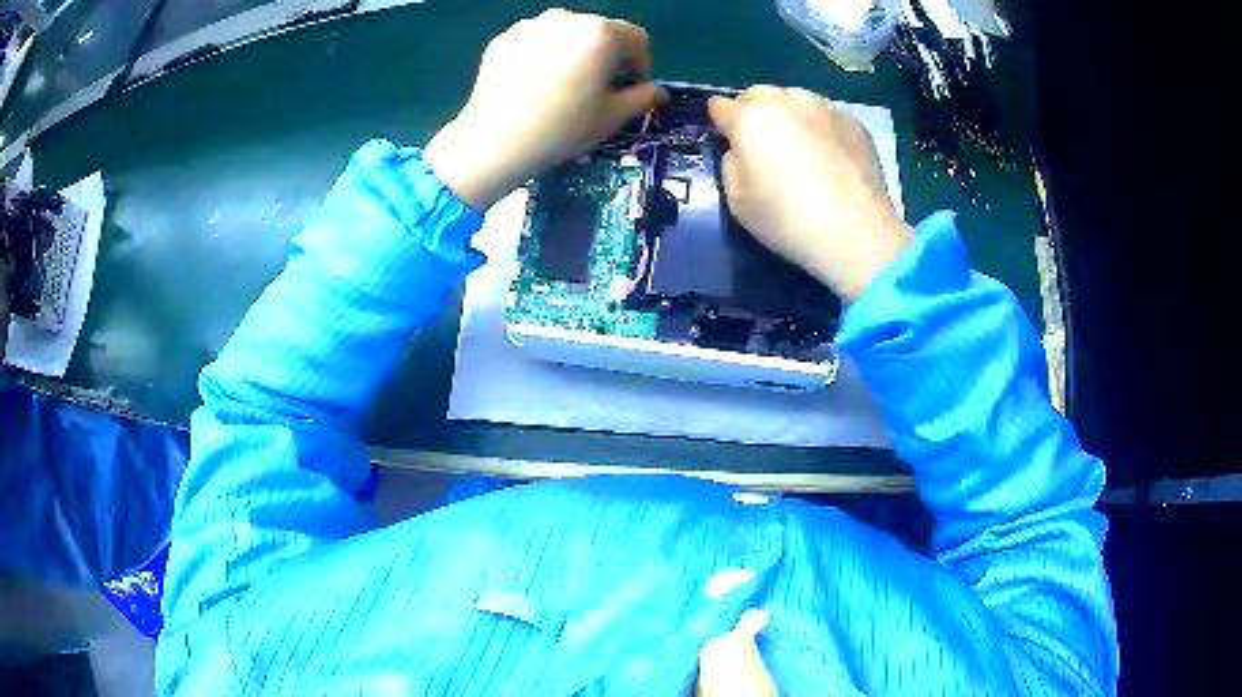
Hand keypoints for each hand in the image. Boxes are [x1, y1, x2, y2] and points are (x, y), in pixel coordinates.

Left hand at [424, 9, 661, 209]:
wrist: (493, 142)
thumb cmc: (562, 128)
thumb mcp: (612, 117)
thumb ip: (643, 98)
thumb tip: (657, 92)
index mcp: (600, 32)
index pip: (637, 38)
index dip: (641, 65)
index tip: (630, 90)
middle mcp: (566, 18)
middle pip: (601, 31)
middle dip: (607, 56)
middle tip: (597, 90)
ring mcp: (530, 25)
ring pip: (566, 34)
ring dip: (574, 53)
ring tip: (563, 87)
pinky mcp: (503, 38)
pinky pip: (536, 41)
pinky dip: (543, 56)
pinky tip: (534, 86)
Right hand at [708, 86, 911, 301]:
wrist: (857, 233)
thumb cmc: (788, 219)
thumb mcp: (737, 201)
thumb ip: (732, 164)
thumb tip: (742, 150)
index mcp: (750, 117)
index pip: (721, 106)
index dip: (720, 121)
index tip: (723, 134)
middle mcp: (787, 101)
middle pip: (760, 95)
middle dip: (754, 111)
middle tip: (762, 142)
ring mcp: (825, 108)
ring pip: (795, 100)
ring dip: (789, 115)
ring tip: (798, 145)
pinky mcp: (854, 123)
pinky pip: (826, 116)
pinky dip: (820, 128)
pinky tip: (828, 155)